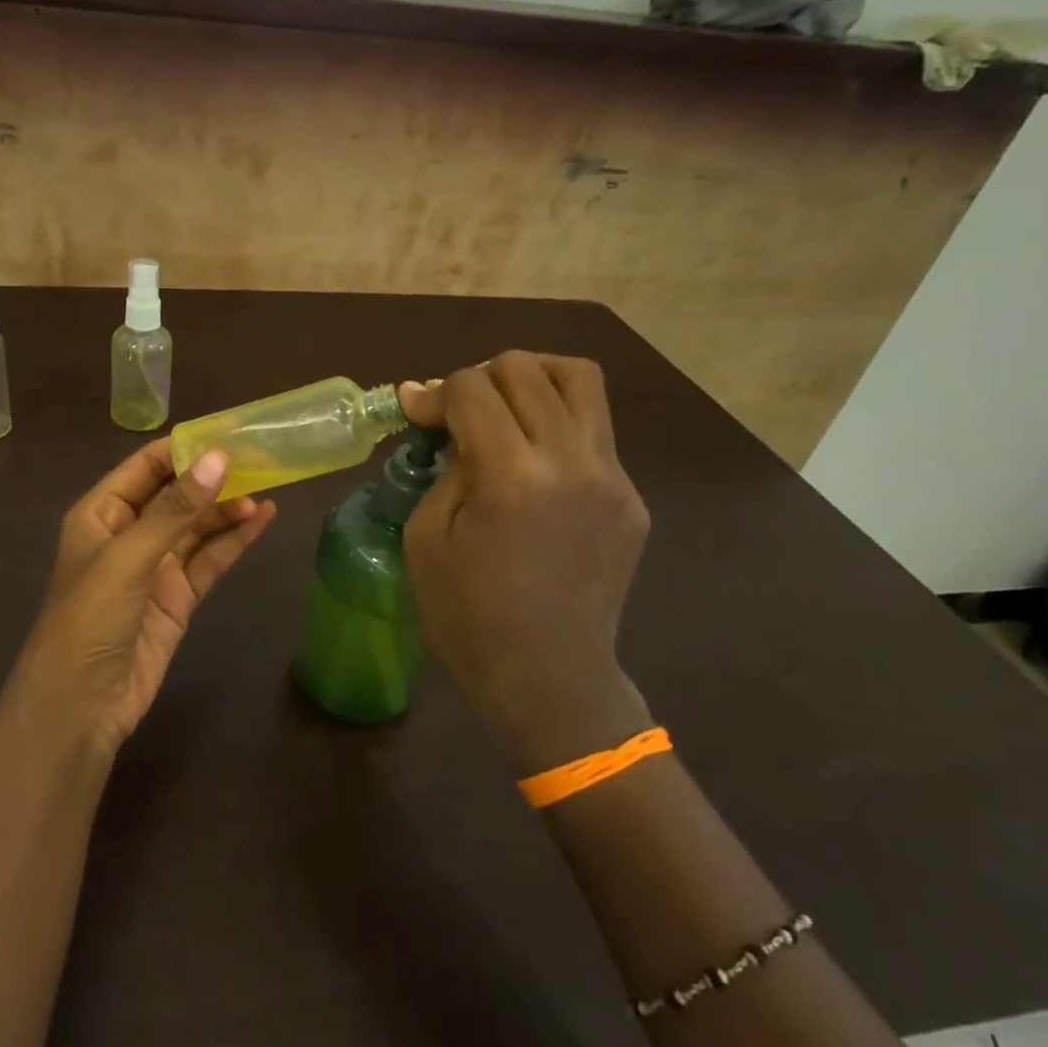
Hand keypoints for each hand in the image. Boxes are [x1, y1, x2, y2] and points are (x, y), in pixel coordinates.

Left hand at [8, 438, 277, 755]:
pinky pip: (209, 560)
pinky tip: (261, 520)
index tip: (228, 430)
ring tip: (268, 488)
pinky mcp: (178, 598)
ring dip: (228, 509)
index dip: (184, 448)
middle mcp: (128, 534)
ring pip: (197, 527)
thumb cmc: (89, 618)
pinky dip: (234, 541)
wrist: (81, 704)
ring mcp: (155, 568)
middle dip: (213, 477)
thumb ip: (175, 509)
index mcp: (101, 513)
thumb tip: (220, 458)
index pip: (146, 467)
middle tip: (261, 457)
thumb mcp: (129, 557)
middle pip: (176, 495)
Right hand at [400, 353, 651, 775]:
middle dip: (480, 378)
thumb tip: (443, 418)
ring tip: (505, 409)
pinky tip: (534, 464)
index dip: (435, 392)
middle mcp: (572, 461)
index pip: (473, 388)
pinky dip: (556, 425)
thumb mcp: (426, 539)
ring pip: (579, 379)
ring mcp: (613, 477)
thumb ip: (443, 467)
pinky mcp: (632, 497)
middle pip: (527, 368)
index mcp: (512, 477)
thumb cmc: (468, 617)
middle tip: (458, 414)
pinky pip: (595, 430)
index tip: (415, 411)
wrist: (549, 678)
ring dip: (532, 379)